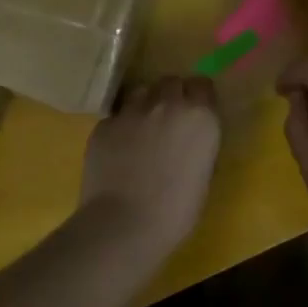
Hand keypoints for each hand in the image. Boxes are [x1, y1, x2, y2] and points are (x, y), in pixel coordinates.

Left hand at [79, 76, 221, 254]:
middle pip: (171, 82)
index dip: (199, 97)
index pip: (203, 85)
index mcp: (200, 116)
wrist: (124, 224)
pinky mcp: (104, 124)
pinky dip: (121, 127)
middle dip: (172, 95)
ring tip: (143, 128)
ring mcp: (132, 111)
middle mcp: (167, 104)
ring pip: (141, 92)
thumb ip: (198, 145)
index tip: (196, 112)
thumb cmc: (176, 211)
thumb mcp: (203, 174)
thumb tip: (189, 140)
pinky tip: (119, 150)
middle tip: (169, 119)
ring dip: (146, 104)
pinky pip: (117, 116)